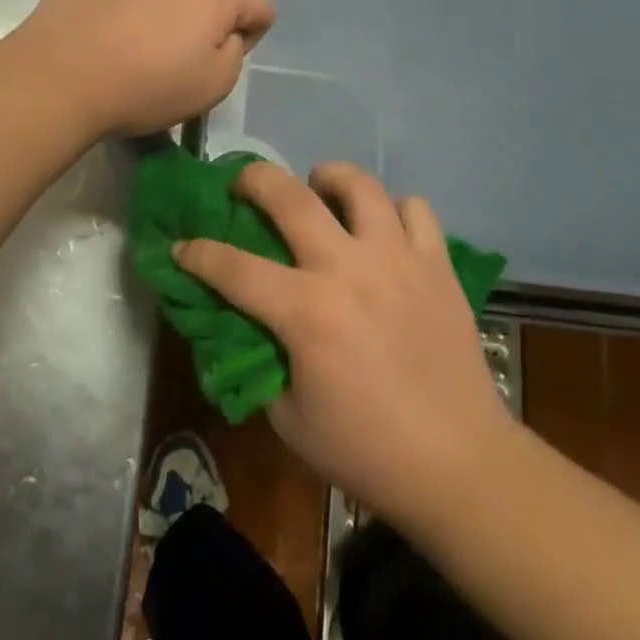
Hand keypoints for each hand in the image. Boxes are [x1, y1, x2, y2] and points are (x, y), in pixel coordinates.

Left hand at [12, 0, 274, 138]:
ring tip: (159, 5)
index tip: (213, 60)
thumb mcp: (212, 88)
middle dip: (215, 9)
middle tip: (177, 42)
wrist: (62, 74)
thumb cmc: (142, 87)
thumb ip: (237, 52)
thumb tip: (227, 31)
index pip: (261, 7)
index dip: (246, 39)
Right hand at [174, 162, 511, 527]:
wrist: (457, 462)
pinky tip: (384, 231)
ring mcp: (397, 259)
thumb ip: (263, 362)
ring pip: (359, 185)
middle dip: (254, 179)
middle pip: (290, 197)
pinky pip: (416, 209)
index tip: (182, 246)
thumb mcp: (290, 419)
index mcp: (306, 312)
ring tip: (321, 190)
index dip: (198, 253)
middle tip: (243, 184)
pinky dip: (394, 211)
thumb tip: (250, 328)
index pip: (233, 268)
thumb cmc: (366, 449)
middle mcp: (347, 268)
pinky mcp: (437, 264)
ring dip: (330, 178)